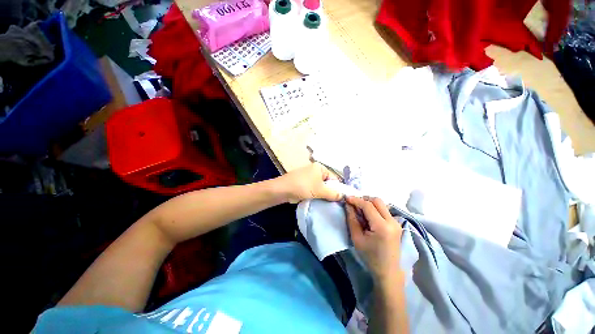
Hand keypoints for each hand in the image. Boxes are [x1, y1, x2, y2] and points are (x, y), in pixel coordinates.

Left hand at [276, 163, 342, 202]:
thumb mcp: (320, 190)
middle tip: (333, 203)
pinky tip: (318, 202)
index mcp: (320, 167)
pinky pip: (313, 189)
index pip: (334, 178)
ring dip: (322, 195)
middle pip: (327, 183)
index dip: (338, 188)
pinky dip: (316, 195)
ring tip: (326, 204)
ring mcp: (308, 177)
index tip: (340, 200)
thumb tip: (343, 196)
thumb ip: (333, 193)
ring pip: (320, 187)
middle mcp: (315, 170)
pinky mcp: (303, 183)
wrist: (282, 190)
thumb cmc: (303, 186)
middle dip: (330, 192)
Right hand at [345, 196, 402, 282]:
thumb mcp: (356, 238)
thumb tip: (348, 205)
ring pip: (381, 204)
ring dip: (369, 203)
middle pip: (377, 201)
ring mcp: (396, 222)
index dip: (356, 200)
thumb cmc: (370, 256)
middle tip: (354, 204)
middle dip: (364, 199)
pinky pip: (384, 210)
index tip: (346, 198)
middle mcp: (392, 221)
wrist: (388, 271)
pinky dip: (374, 208)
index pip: (368, 206)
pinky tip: (368, 216)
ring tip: (360, 210)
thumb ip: (352, 219)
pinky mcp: (396, 224)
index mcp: (382, 227)